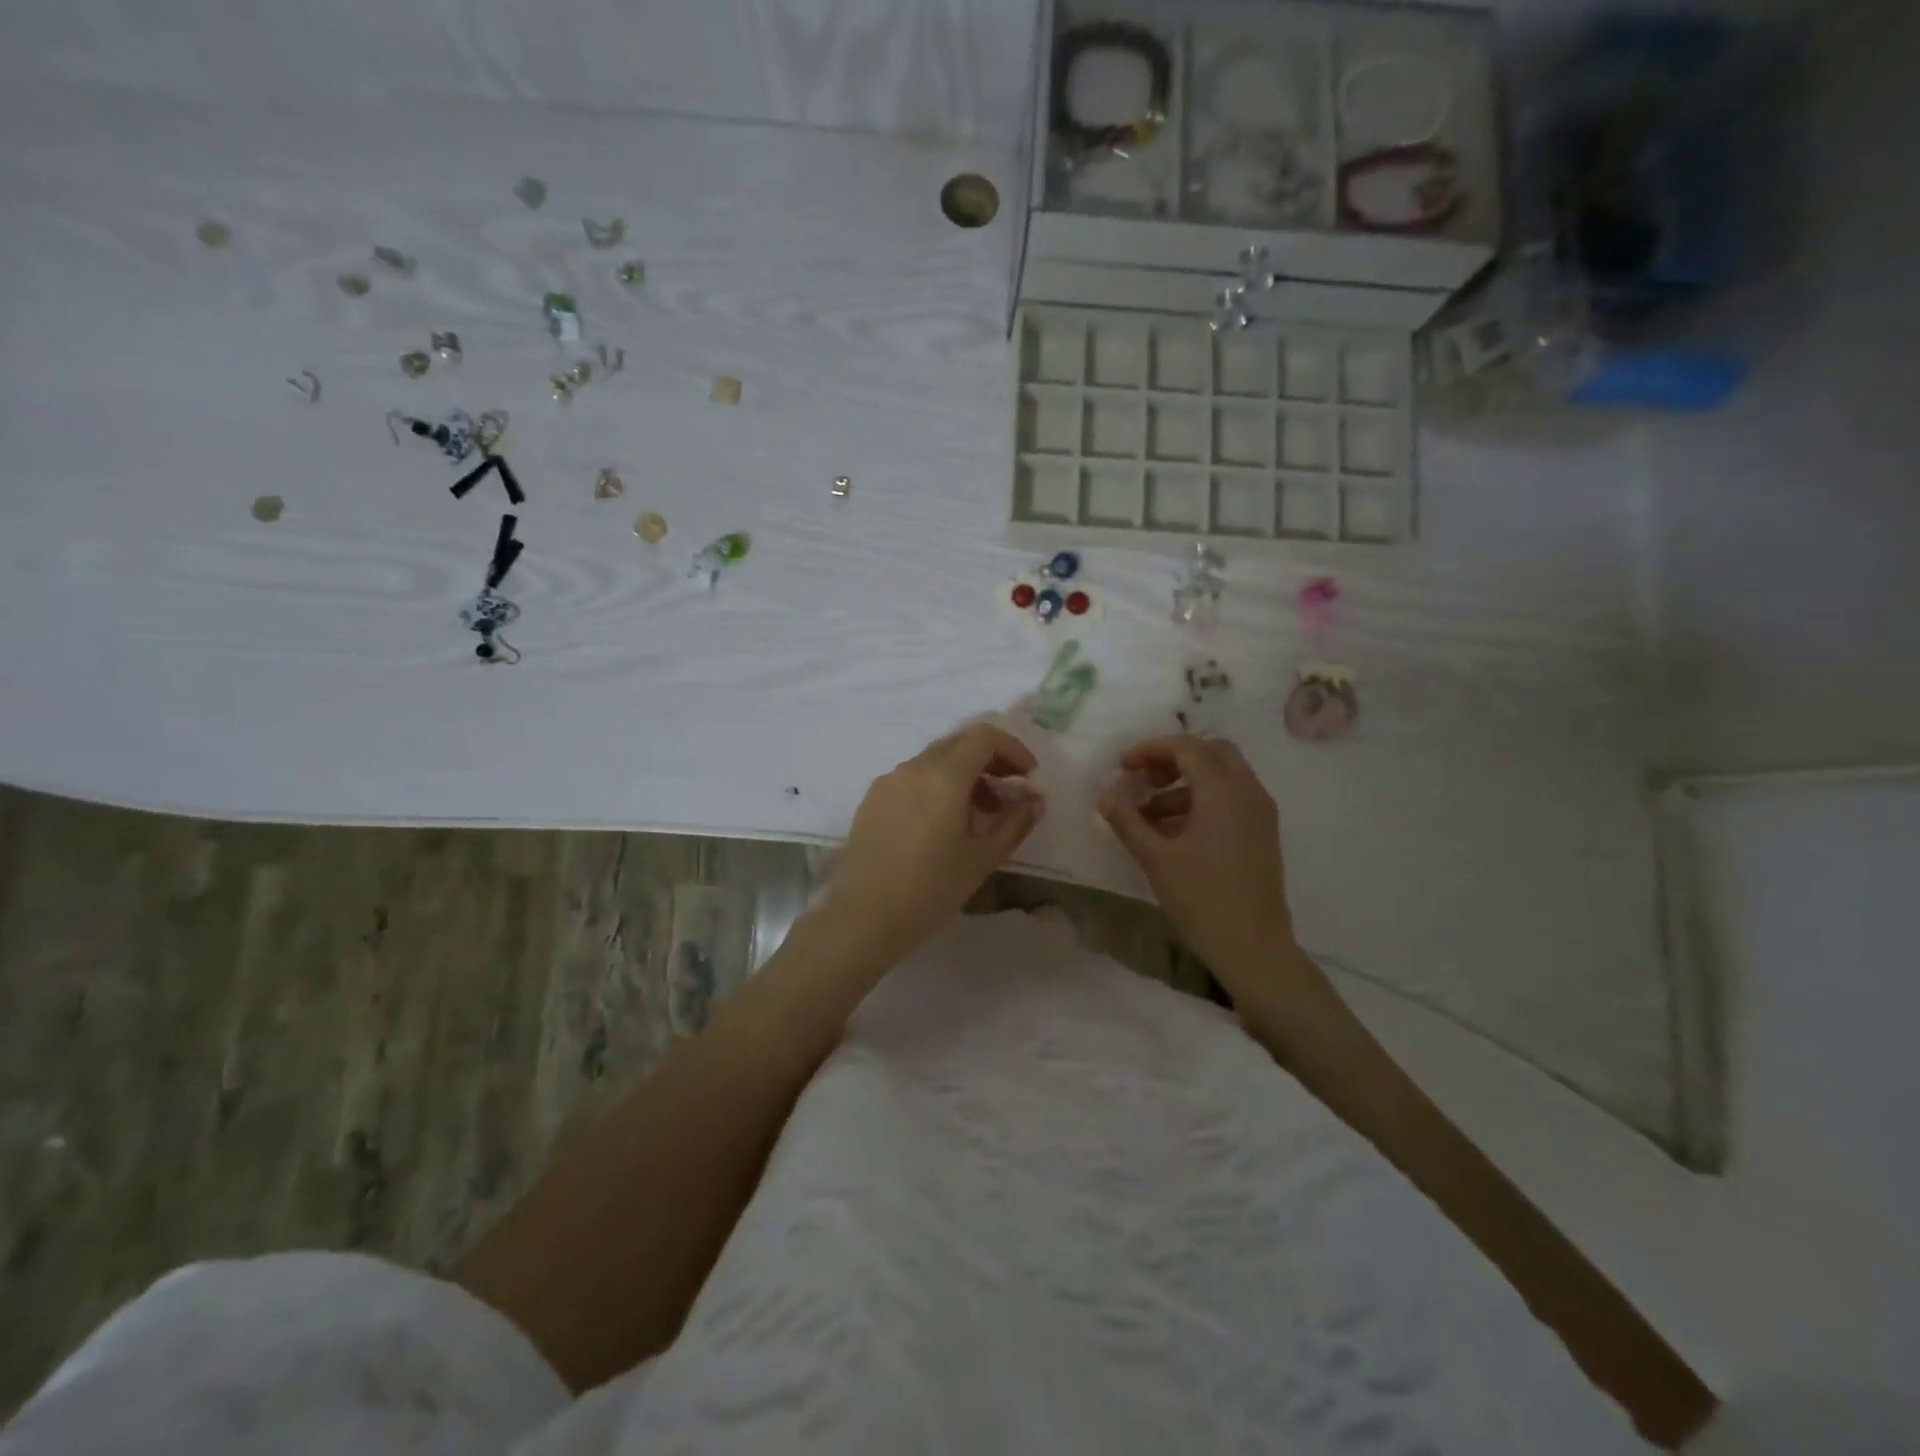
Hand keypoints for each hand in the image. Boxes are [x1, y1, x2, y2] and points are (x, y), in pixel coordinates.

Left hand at [818, 722, 1045, 964]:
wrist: (862, 918)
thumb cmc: (930, 890)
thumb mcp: (982, 859)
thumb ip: (1015, 822)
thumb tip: (1035, 799)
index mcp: (943, 776)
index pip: (984, 736)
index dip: (1012, 748)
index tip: (1028, 775)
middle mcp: (913, 768)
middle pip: (958, 743)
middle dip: (990, 759)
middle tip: (1010, 790)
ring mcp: (888, 782)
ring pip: (934, 760)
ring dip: (964, 773)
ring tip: (980, 813)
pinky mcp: (872, 800)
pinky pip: (913, 778)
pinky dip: (937, 785)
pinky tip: (943, 823)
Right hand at [1097, 735, 1294, 975]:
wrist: (1254, 947)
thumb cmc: (1202, 899)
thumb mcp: (1156, 858)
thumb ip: (1127, 820)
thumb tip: (1103, 793)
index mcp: (1223, 791)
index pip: (1186, 747)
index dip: (1150, 749)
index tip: (1122, 767)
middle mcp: (1248, 791)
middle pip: (1210, 752)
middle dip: (1172, 759)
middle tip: (1142, 780)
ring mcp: (1260, 812)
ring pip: (1222, 775)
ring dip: (1185, 782)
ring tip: (1149, 813)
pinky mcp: (1263, 832)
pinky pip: (1232, 797)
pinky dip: (1203, 799)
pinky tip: (1175, 831)